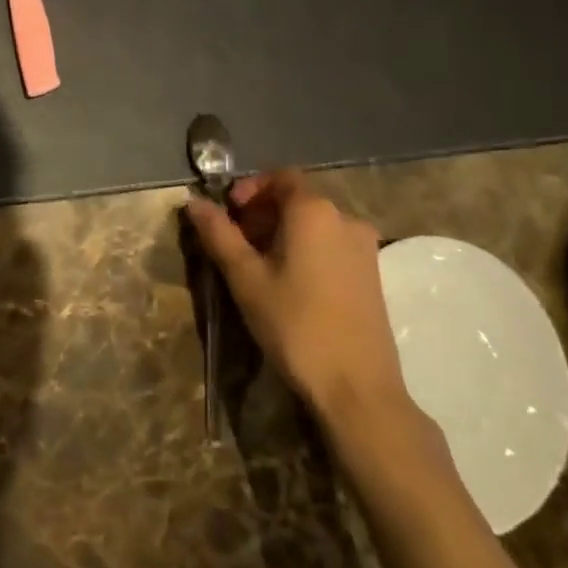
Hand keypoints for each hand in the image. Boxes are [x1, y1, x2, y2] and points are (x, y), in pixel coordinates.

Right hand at [186, 170, 411, 422]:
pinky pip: (333, 245)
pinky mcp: (373, 275)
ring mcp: (365, 248)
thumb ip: (219, 234)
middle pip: (298, 199)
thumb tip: (193, 202)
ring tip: (259, 266)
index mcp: (314, 210)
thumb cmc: (296, 325)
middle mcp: (345, 218)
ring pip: (316, 224)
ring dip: (284, 232)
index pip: (279, 177)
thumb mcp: (246, 278)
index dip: (250, 188)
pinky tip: (290, 284)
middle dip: (263, 212)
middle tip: (237, 242)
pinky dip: (307, 249)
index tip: (228, 213)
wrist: (358, 389)